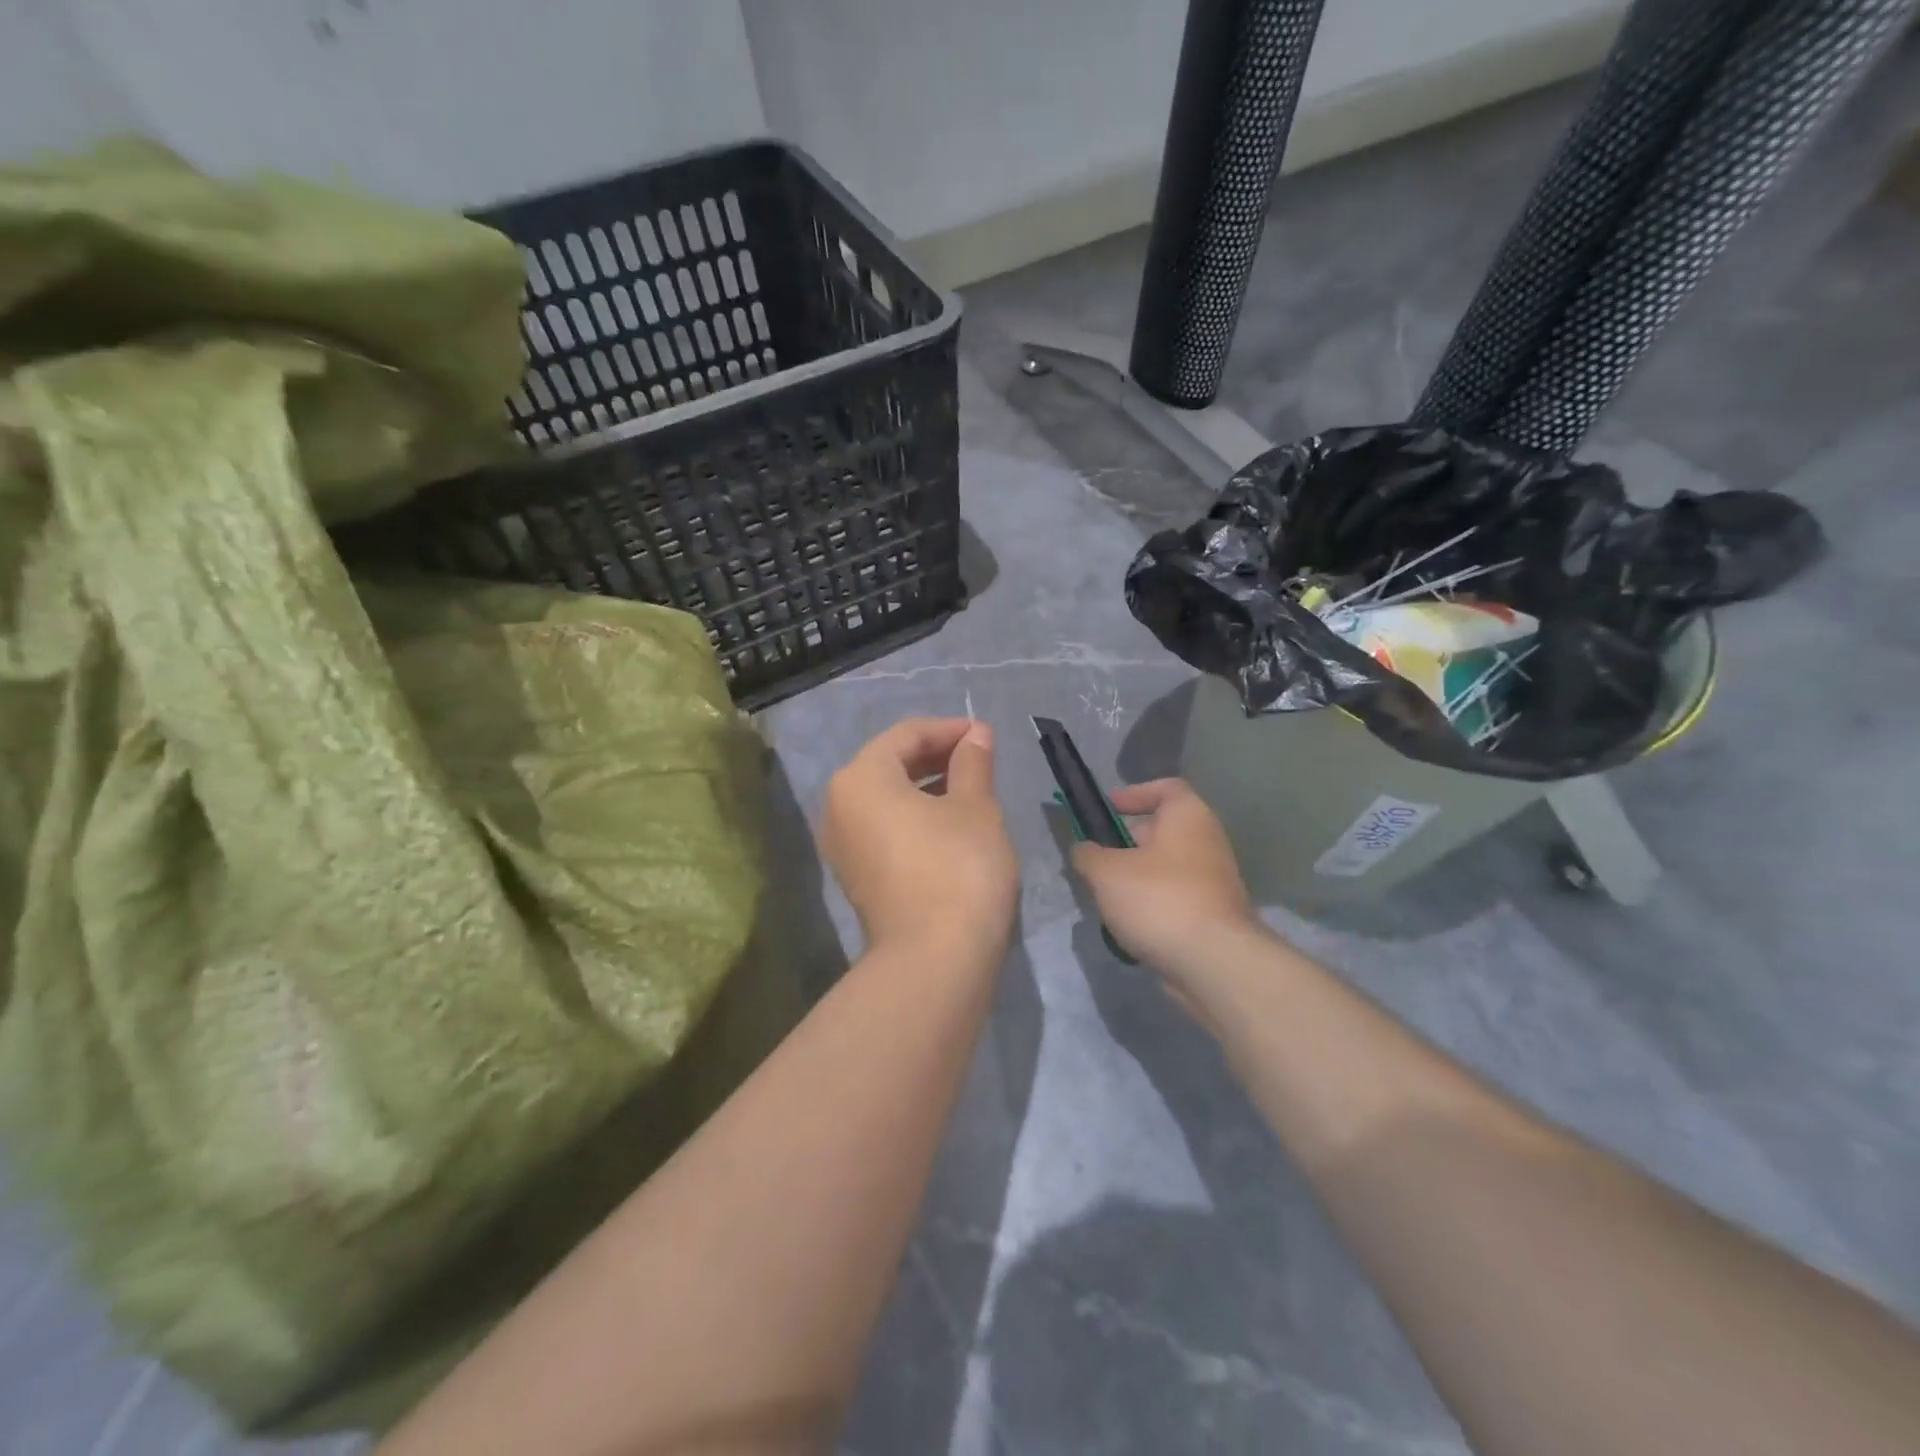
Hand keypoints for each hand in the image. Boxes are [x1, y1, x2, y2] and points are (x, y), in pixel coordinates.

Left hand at [820, 718, 1018, 960]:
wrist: (934, 960)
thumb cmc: (958, 867)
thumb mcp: (975, 807)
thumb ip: (973, 763)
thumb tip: (976, 734)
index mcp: (861, 779)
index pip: (906, 735)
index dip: (949, 729)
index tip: (985, 735)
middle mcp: (839, 806)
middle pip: (889, 764)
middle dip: (936, 756)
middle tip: (980, 758)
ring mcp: (842, 846)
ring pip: (886, 799)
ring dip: (926, 787)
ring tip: (970, 788)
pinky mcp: (856, 877)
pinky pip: (883, 828)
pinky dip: (914, 817)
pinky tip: (949, 824)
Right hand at [1070, 779, 1264, 980]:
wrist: (1213, 962)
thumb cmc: (1159, 899)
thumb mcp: (1107, 872)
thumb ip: (1088, 855)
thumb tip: (1083, 850)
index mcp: (1188, 817)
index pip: (1167, 788)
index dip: (1135, 793)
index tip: (1108, 808)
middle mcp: (1208, 842)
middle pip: (1165, 830)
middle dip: (1129, 841)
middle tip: (1098, 856)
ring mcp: (1215, 882)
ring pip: (1168, 868)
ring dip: (1138, 877)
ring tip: (1106, 895)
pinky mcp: (1214, 916)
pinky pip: (1176, 899)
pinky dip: (1153, 906)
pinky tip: (1128, 925)